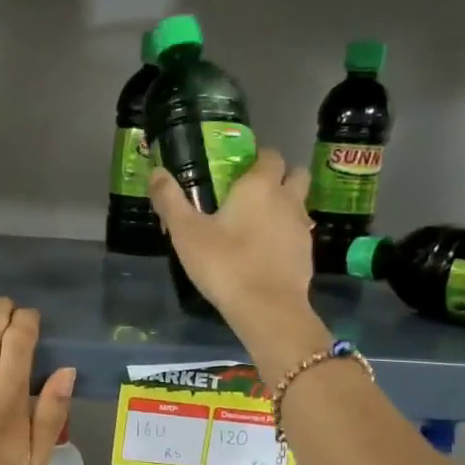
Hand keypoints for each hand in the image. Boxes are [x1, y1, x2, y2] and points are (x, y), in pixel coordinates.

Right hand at [149, 148, 314, 340]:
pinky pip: (297, 234)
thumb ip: (170, 200)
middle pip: (295, 174)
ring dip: (284, 207)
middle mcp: (287, 199)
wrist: (267, 309)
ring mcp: (301, 228)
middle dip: (280, 177)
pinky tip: (265, 254)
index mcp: (259, 186)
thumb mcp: (186, 233)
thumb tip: (157, 172)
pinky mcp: (306, 255)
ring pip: (299, 205)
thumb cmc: (224, 264)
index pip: (269, 155)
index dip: (256, 158)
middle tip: (252, 194)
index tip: (237, 171)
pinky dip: (285, 237)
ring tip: (257, 226)